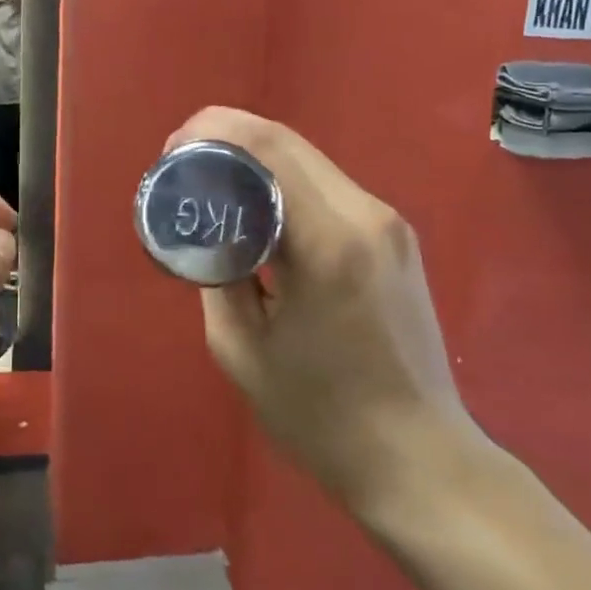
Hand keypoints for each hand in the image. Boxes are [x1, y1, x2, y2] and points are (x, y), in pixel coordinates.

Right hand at [166, 108, 485, 512]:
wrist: (418, 458)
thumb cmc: (321, 416)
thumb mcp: (241, 349)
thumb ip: (218, 272)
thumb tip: (209, 229)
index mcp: (329, 240)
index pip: (268, 147)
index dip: (212, 131)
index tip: (172, 150)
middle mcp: (368, 214)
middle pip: (289, 143)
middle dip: (228, 140)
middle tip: (182, 166)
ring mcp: (389, 224)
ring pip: (310, 163)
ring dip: (256, 162)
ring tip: (212, 189)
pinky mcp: (396, 239)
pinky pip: (329, 191)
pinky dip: (285, 188)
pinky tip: (257, 214)